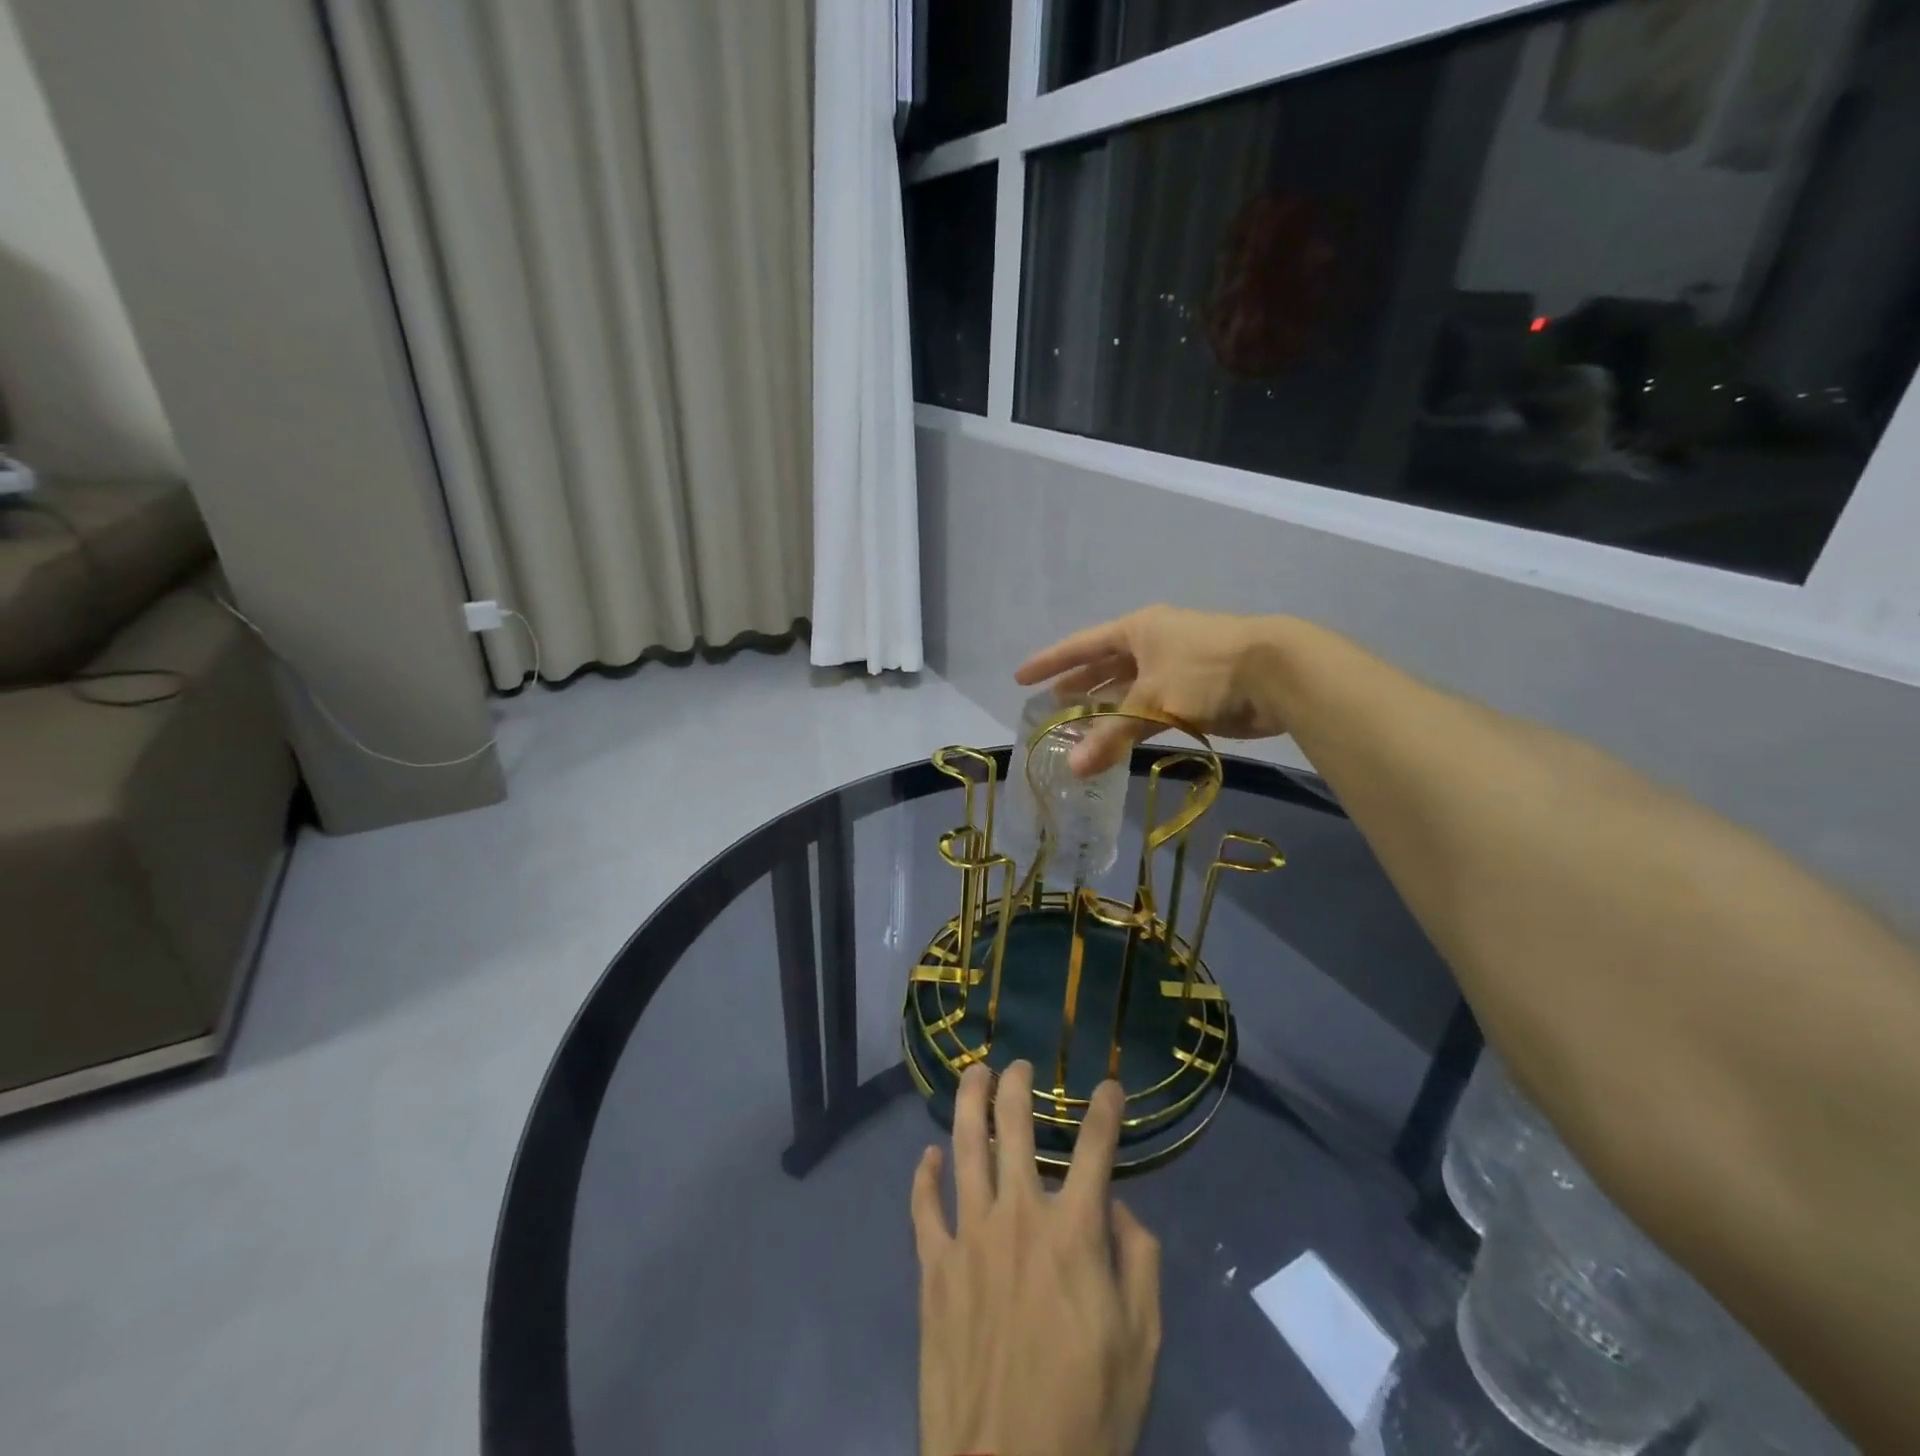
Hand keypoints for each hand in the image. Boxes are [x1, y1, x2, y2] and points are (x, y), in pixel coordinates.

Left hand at [912, 1061, 1161, 1455]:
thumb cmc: (1088, 1414)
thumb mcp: (1141, 1344)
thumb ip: (1139, 1264)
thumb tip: (1121, 1210)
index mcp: (1073, 1232)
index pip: (1094, 1148)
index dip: (1104, 1109)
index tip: (1109, 1085)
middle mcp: (1018, 1217)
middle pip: (1013, 1127)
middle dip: (1018, 1086)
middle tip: (1020, 1064)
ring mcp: (969, 1237)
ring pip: (964, 1147)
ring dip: (969, 1102)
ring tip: (975, 1074)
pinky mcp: (933, 1268)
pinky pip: (924, 1208)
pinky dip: (924, 1176)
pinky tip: (927, 1156)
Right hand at [1015, 606, 1293, 773]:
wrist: (1276, 672)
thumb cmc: (1205, 671)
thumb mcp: (1151, 701)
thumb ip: (1111, 736)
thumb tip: (1074, 769)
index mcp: (1137, 630)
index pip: (1081, 645)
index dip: (1050, 662)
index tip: (1021, 677)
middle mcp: (1152, 644)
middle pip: (1104, 665)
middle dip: (1077, 685)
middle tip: (1050, 705)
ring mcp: (1174, 667)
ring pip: (1129, 689)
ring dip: (1104, 708)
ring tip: (1076, 727)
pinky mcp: (1194, 692)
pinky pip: (1151, 707)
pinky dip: (1133, 723)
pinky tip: (1117, 740)